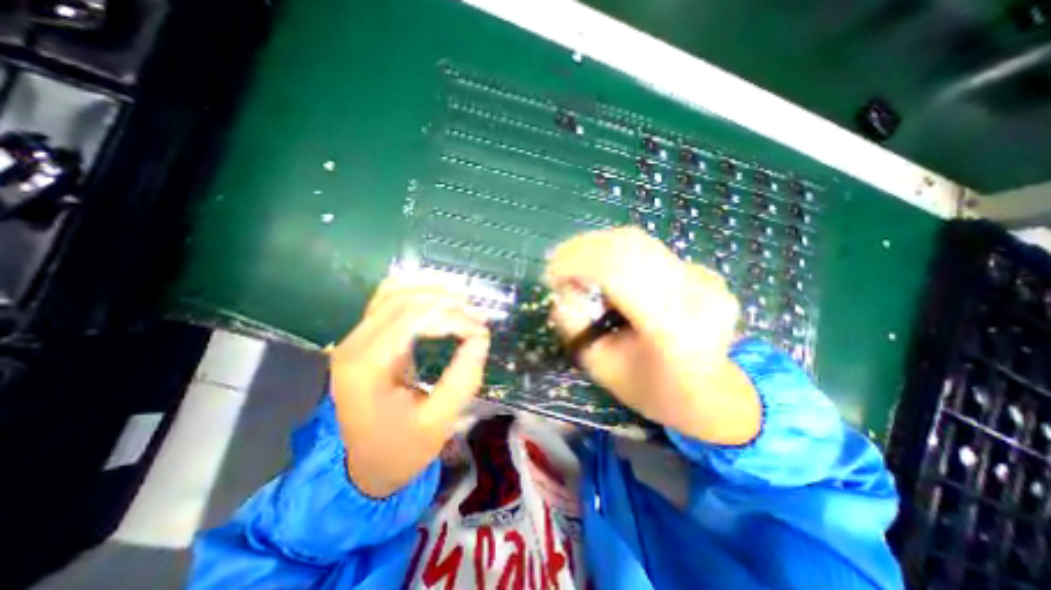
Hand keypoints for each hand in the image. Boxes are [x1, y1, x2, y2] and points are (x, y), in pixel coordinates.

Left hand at [330, 281, 491, 496]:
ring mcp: (355, 338)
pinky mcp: (364, 338)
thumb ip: (463, 377)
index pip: (413, 318)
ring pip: (393, 291)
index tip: (480, 331)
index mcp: (367, 367)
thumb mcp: (438, 422)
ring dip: (431, 290)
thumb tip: (481, 336)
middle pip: (402, 299)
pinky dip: (415, 291)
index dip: (452, 317)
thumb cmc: (402, 449)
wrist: (366, 466)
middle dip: (445, 301)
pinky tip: (437, 296)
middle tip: (477, 314)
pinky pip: (387, 300)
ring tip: (463, 300)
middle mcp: (354, 344)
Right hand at [547, 228, 760, 443]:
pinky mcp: (702, 270)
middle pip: (629, 246)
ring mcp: (705, 277)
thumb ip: (575, 325)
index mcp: (674, 329)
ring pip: (637, 241)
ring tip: (573, 263)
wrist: (712, 393)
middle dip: (582, 248)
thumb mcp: (600, 366)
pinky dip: (615, 252)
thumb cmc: (651, 388)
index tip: (549, 275)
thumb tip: (563, 287)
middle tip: (555, 263)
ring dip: (596, 246)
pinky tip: (602, 268)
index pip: (620, 271)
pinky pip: (647, 249)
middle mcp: (696, 293)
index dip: (577, 263)